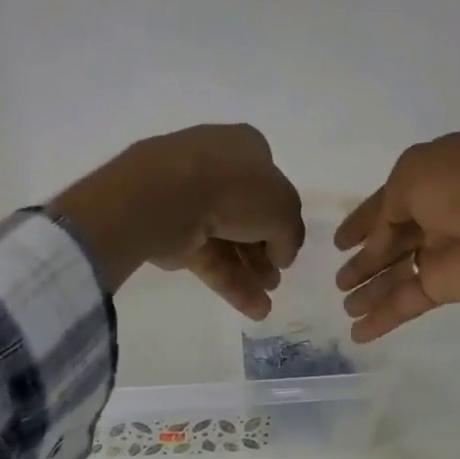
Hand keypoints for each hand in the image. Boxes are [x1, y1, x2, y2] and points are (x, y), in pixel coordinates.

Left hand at [50, 125, 303, 318]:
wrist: (168, 197)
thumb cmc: (235, 188)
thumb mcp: (284, 209)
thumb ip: (290, 234)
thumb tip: (281, 255)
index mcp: (245, 148)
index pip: (269, 184)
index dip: (280, 215)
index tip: (287, 245)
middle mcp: (217, 170)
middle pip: (248, 217)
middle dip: (264, 251)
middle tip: (275, 278)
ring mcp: (191, 203)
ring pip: (228, 242)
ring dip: (250, 273)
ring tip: (265, 303)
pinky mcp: (174, 235)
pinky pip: (209, 260)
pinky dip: (231, 284)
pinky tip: (254, 310)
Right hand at [333, 131, 459, 341]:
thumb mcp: (417, 173)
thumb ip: (388, 202)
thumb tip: (382, 234)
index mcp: (438, 175)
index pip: (390, 199)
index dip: (363, 219)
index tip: (339, 242)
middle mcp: (440, 212)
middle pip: (392, 240)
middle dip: (365, 260)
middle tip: (339, 281)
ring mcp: (445, 251)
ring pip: (397, 273)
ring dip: (369, 290)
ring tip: (344, 306)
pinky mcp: (449, 285)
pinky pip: (407, 301)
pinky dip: (382, 318)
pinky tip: (356, 332)